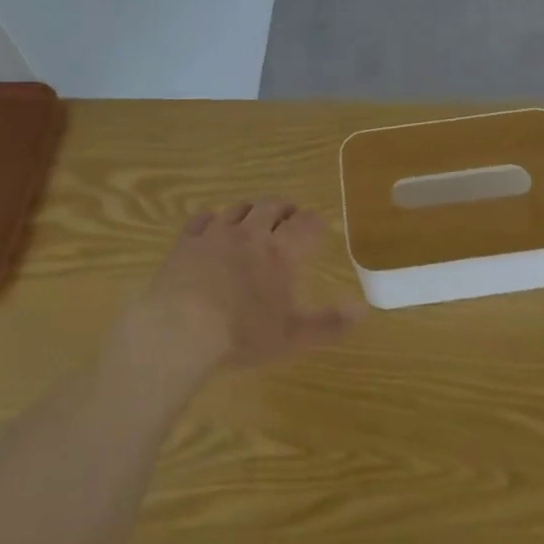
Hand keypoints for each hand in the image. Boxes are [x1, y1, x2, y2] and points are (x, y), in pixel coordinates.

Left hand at [107, 201, 357, 393]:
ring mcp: (216, 234)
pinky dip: (211, 217)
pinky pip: (201, 219)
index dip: (314, 223)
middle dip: (284, 208)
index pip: (305, 225)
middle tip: (290, 213)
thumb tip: (363, 309)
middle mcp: (251, 234)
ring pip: (238, 209)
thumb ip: (330, 322)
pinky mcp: (186, 242)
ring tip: (254, 215)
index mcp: (281, 252)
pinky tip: (211, 222)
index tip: (318, 225)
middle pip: (271, 207)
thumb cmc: (242, 334)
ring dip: (251, 209)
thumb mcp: (294, 336)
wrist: (179, 330)